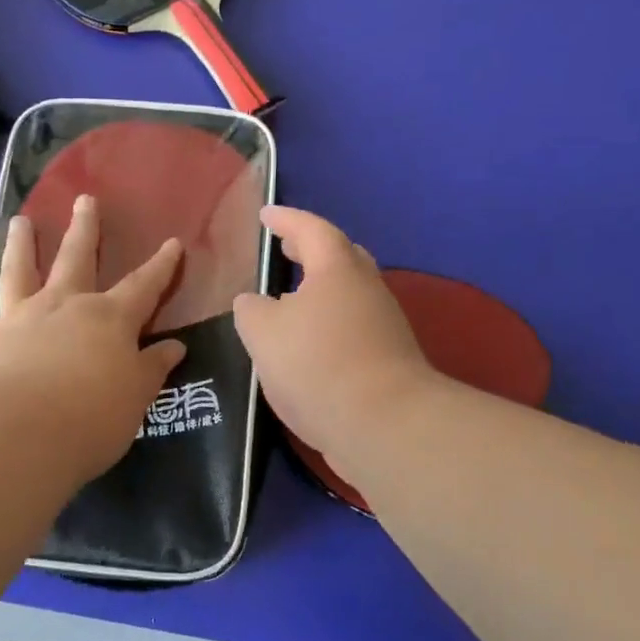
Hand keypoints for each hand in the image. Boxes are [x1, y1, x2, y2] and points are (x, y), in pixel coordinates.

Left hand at [0, 195, 186, 475]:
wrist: (22, 431)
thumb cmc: (92, 415)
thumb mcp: (137, 395)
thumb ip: (152, 368)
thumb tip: (174, 347)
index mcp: (108, 318)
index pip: (143, 286)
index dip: (160, 265)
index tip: (172, 243)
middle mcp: (64, 306)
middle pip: (76, 258)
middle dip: (84, 228)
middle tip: (84, 199)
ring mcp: (20, 319)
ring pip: (19, 272)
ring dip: (20, 246)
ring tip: (19, 222)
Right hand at [232, 206, 433, 467]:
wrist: (384, 425)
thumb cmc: (317, 364)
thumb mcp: (262, 331)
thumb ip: (251, 310)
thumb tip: (254, 303)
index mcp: (337, 268)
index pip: (310, 229)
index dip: (285, 219)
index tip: (265, 215)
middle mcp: (367, 288)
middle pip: (339, 257)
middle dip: (310, 250)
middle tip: (284, 250)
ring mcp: (384, 325)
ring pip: (347, 295)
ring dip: (318, 291)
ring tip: (287, 301)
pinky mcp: (389, 360)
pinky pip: (351, 327)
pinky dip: (327, 325)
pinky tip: (306, 346)